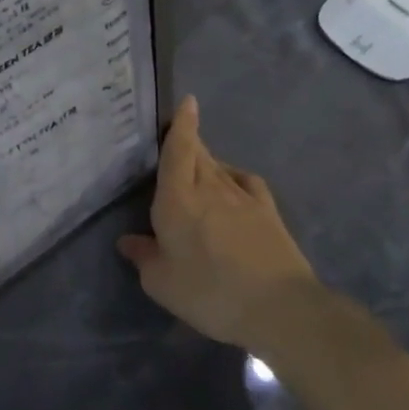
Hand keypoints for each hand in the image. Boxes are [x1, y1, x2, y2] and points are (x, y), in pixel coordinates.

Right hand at [117, 96, 320, 350]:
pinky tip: (232, 187)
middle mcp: (209, 188)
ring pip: (219, 167)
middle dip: (187, 139)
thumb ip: (143, 256)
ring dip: (207, 161)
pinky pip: (246, 183)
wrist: (280, 307)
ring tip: (197, 166)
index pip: (177, 151)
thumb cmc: (209, 292)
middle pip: (197, 153)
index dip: (180, 125)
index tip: (187, 101)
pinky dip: (235, 178)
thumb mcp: (161, 283)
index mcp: (177, 199)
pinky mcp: (268, 213)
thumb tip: (128, 241)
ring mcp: (243, 198)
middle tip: (176, 135)